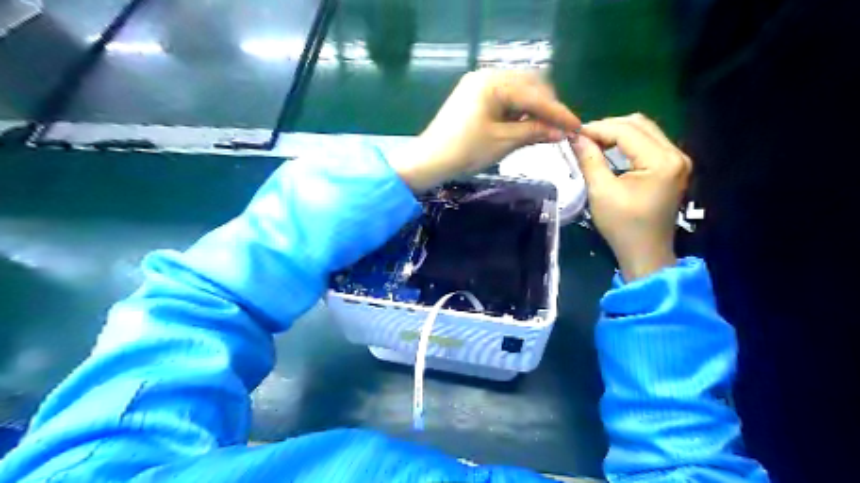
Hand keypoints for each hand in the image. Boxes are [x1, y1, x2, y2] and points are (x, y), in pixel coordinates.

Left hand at [389, 69, 577, 189]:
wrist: (429, 161)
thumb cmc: (465, 151)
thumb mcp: (503, 142)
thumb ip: (534, 132)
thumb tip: (561, 132)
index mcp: (493, 83)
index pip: (535, 95)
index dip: (558, 113)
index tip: (577, 127)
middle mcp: (486, 76)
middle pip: (528, 86)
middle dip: (546, 107)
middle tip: (559, 129)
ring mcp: (478, 85)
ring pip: (517, 91)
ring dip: (533, 108)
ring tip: (544, 129)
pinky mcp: (473, 96)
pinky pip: (503, 98)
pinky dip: (517, 110)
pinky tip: (524, 124)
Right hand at [569, 112, 690, 280]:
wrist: (645, 252)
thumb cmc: (622, 226)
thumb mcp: (601, 191)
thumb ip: (590, 159)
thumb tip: (575, 137)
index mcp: (662, 161)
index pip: (627, 131)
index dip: (597, 128)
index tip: (573, 134)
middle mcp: (675, 154)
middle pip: (639, 124)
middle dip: (607, 127)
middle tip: (582, 138)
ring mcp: (677, 159)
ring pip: (644, 130)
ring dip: (616, 132)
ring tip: (592, 142)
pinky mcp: (672, 166)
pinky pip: (648, 142)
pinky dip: (626, 142)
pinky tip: (609, 149)